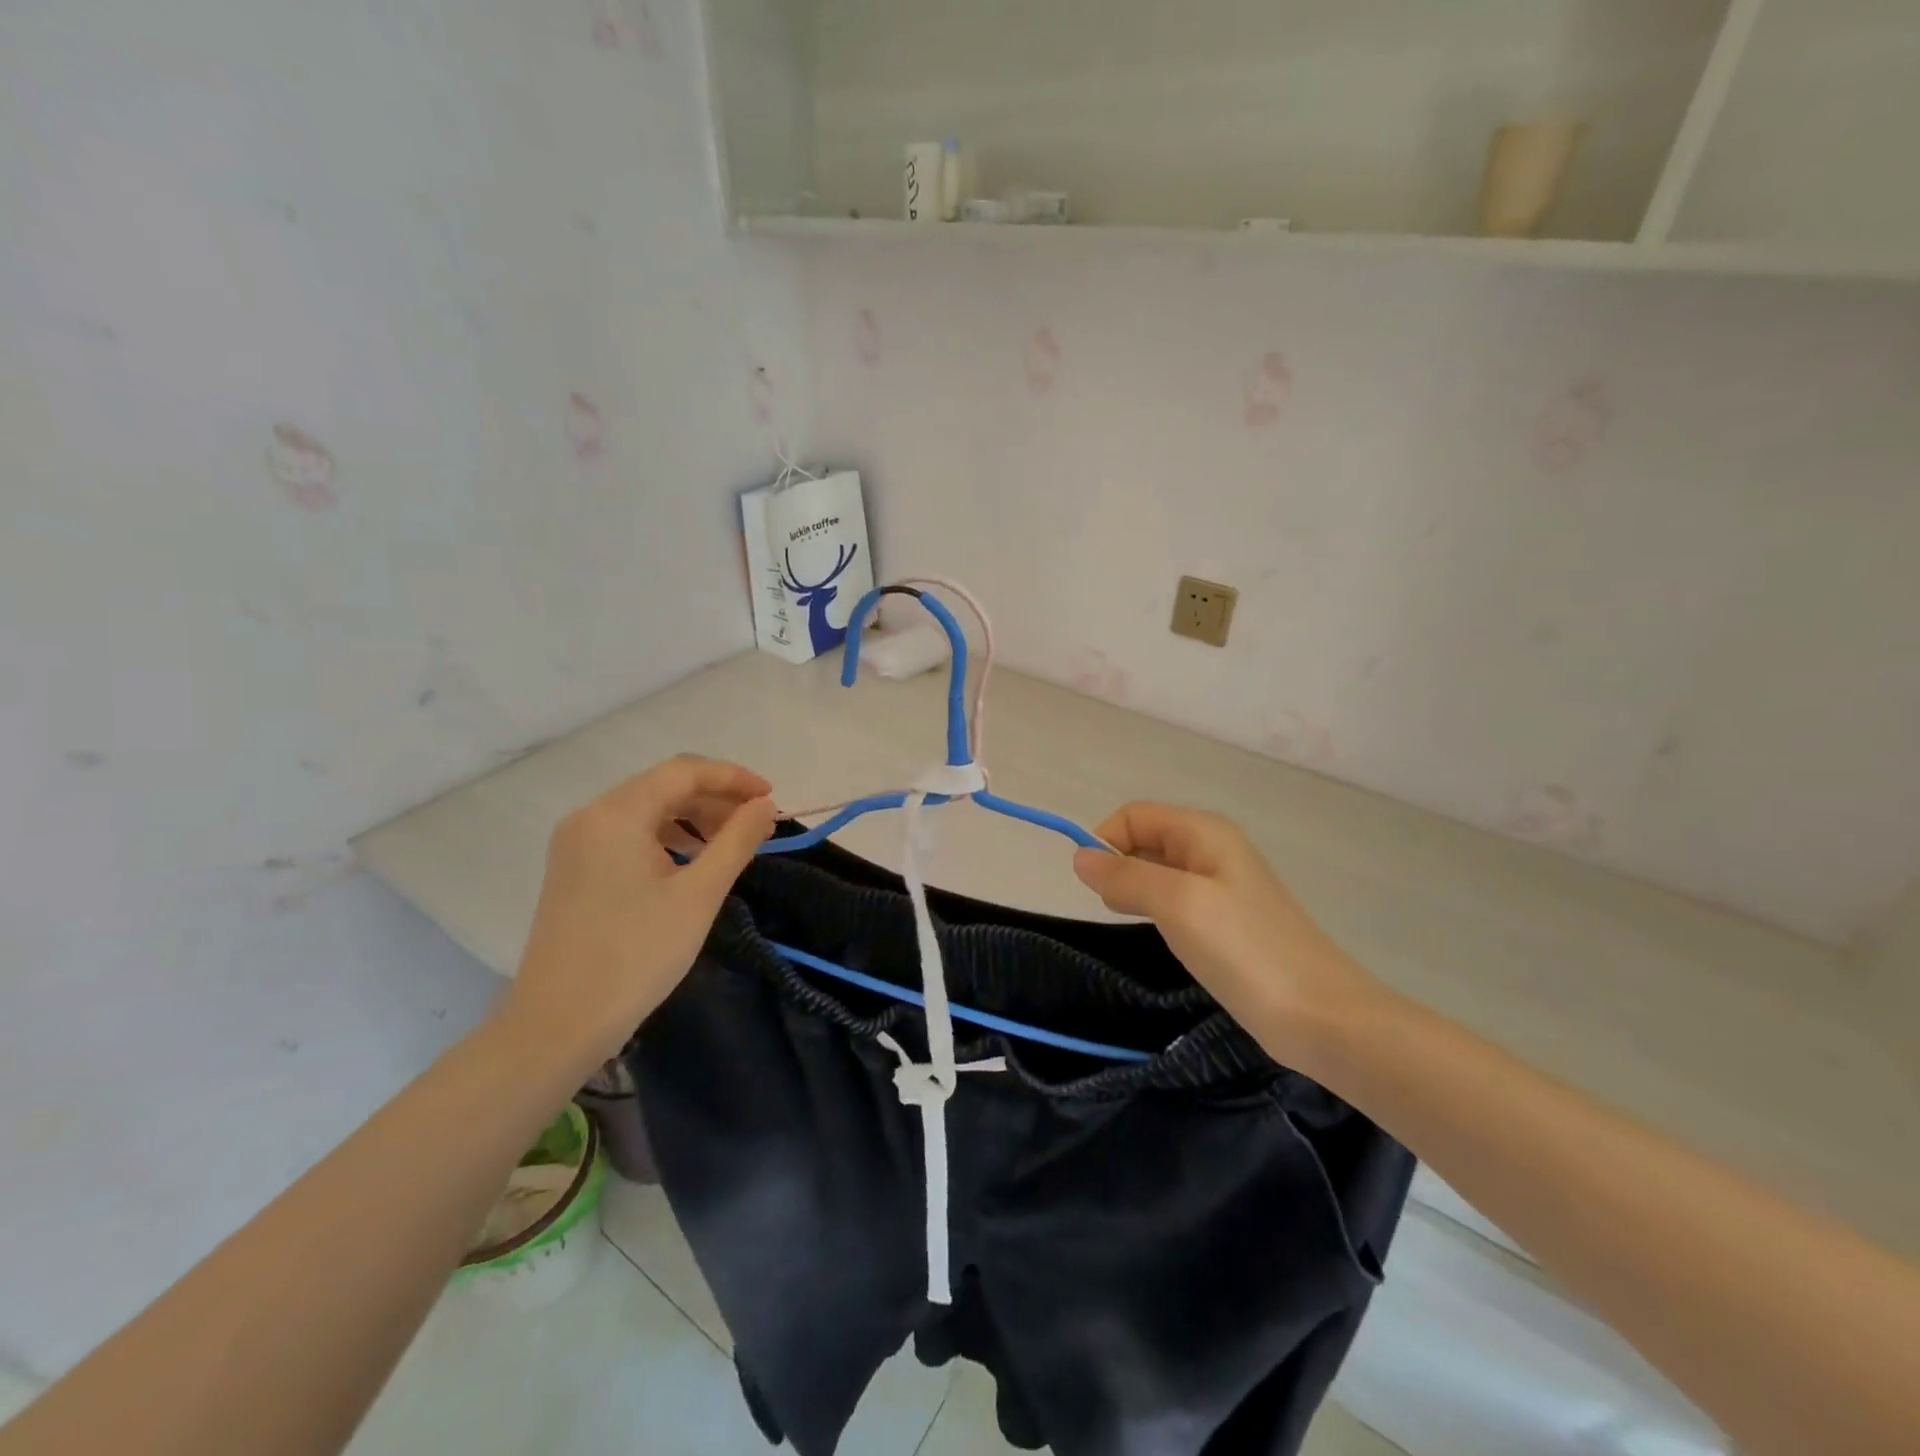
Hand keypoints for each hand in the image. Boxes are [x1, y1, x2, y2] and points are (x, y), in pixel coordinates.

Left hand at [500, 755, 776, 1074]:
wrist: (559, 1024)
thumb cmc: (636, 954)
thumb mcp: (699, 894)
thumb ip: (736, 841)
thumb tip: (764, 805)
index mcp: (617, 814)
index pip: (684, 771)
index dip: (733, 778)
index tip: (771, 798)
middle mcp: (590, 817)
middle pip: (663, 786)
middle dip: (715, 799)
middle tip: (757, 825)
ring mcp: (577, 844)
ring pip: (647, 811)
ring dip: (693, 819)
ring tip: (731, 845)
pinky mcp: (574, 870)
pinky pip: (629, 835)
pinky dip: (667, 838)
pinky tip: (691, 863)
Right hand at [1073, 803, 1381, 1069]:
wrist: (1323, 1016)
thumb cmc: (1246, 950)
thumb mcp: (1178, 904)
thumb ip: (1126, 876)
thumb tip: (1079, 857)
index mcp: (1204, 832)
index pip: (1134, 816)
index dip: (1106, 841)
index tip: (1094, 887)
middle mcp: (1213, 849)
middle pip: (1146, 839)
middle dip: (1118, 866)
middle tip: (1114, 909)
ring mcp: (1223, 886)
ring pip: (1158, 872)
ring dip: (1135, 890)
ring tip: (1133, 923)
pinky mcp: (1227, 921)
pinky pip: (1176, 901)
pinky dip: (1156, 911)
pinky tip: (1161, 937)